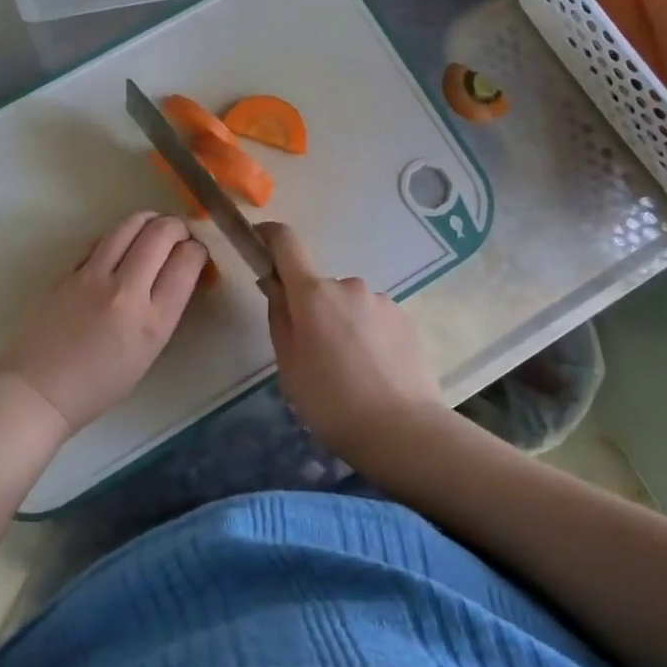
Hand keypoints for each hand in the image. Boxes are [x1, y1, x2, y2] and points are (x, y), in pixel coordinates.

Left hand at [0, 212, 206, 437]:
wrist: (38, 391)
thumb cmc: (98, 385)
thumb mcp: (147, 353)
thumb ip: (163, 310)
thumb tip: (174, 272)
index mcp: (153, 321)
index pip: (186, 262)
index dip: (197, 250)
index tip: (195, 252)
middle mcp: (126, 292)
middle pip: (161, 234)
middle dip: (177, 226)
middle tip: (179, 232)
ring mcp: (92, 277)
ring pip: (129, 225)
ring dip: (148, 219)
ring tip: (154, 225)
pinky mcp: (68, 272)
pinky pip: (101, 241)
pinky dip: (119, 237)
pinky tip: (121, 245)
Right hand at [259, 222, 445, 454]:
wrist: (403, 430)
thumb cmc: (332, 402)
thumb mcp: (289, 365)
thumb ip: (280, 317)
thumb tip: (275, 285)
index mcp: (313, 294)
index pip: (287, 242)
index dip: (270, 236)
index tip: (260, 242)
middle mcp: (349, 285)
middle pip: (319, 287)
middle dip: (313, 310)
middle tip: (315, 355)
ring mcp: (382, 301)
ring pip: (349, 305)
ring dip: (343, 324)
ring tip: (350, 371)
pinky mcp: (406, 319)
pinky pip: (374, 318)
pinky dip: (367, 336)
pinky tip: (374, 372)